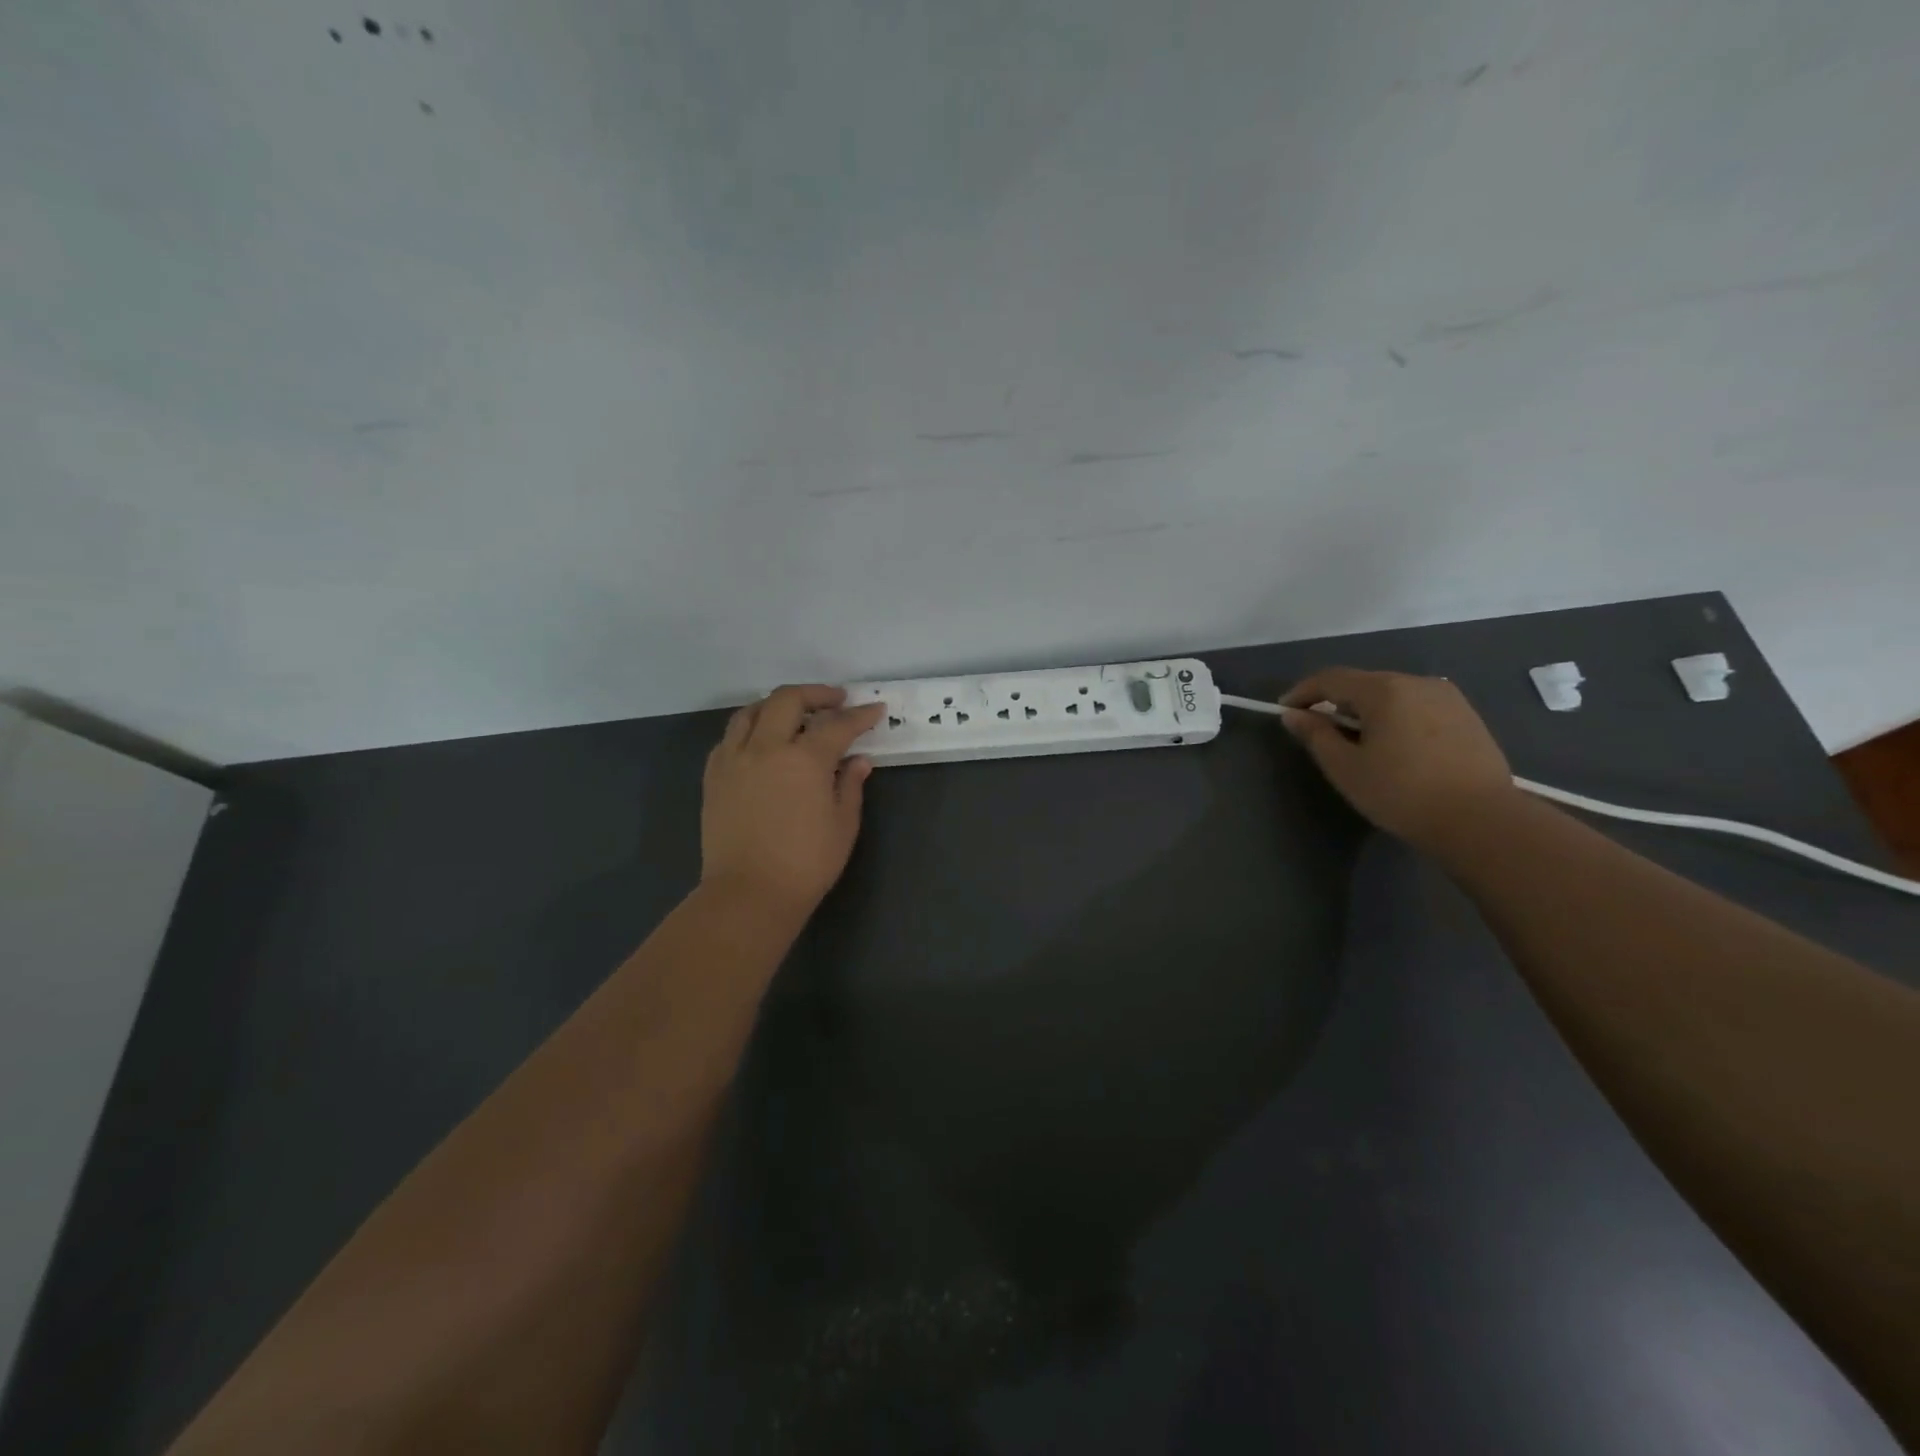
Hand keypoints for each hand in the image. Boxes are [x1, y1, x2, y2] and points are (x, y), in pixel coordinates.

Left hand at [701, 684, 885, 913]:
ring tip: (794, 714)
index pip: (837, 725)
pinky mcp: (713, 775)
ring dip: (776, 705)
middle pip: (788, 700)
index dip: (860, 715)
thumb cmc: (806, 863)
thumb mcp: (843, 825)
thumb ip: (850, 785)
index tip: (876, 710)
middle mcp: (766, 747)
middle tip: (836, 701)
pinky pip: (730, 737)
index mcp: (804, 759)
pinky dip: (750, 729)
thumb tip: (858, 760)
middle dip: (816, 694)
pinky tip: (761, 742)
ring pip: (751, 711)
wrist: (749, 893)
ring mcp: (734, 759)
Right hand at [1279, 668, 1519, 848]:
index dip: (1303, 692)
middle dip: (1336, 702)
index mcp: (1384, 690)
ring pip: (1393, 694)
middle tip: (1320, 730)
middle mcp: (1417, 682)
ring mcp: (1447, 697)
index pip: (1331, 678)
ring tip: (1358, 742)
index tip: (1285, 711)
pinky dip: (1396, 718)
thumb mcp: (1345, 768)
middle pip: (1363, 683)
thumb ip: (1316, 735)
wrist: (1481, 821)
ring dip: (1368, 710)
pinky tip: (1394, 747)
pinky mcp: (1467, 716)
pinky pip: (1417, 706)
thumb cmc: (1402, 793)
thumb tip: (1293, 714)